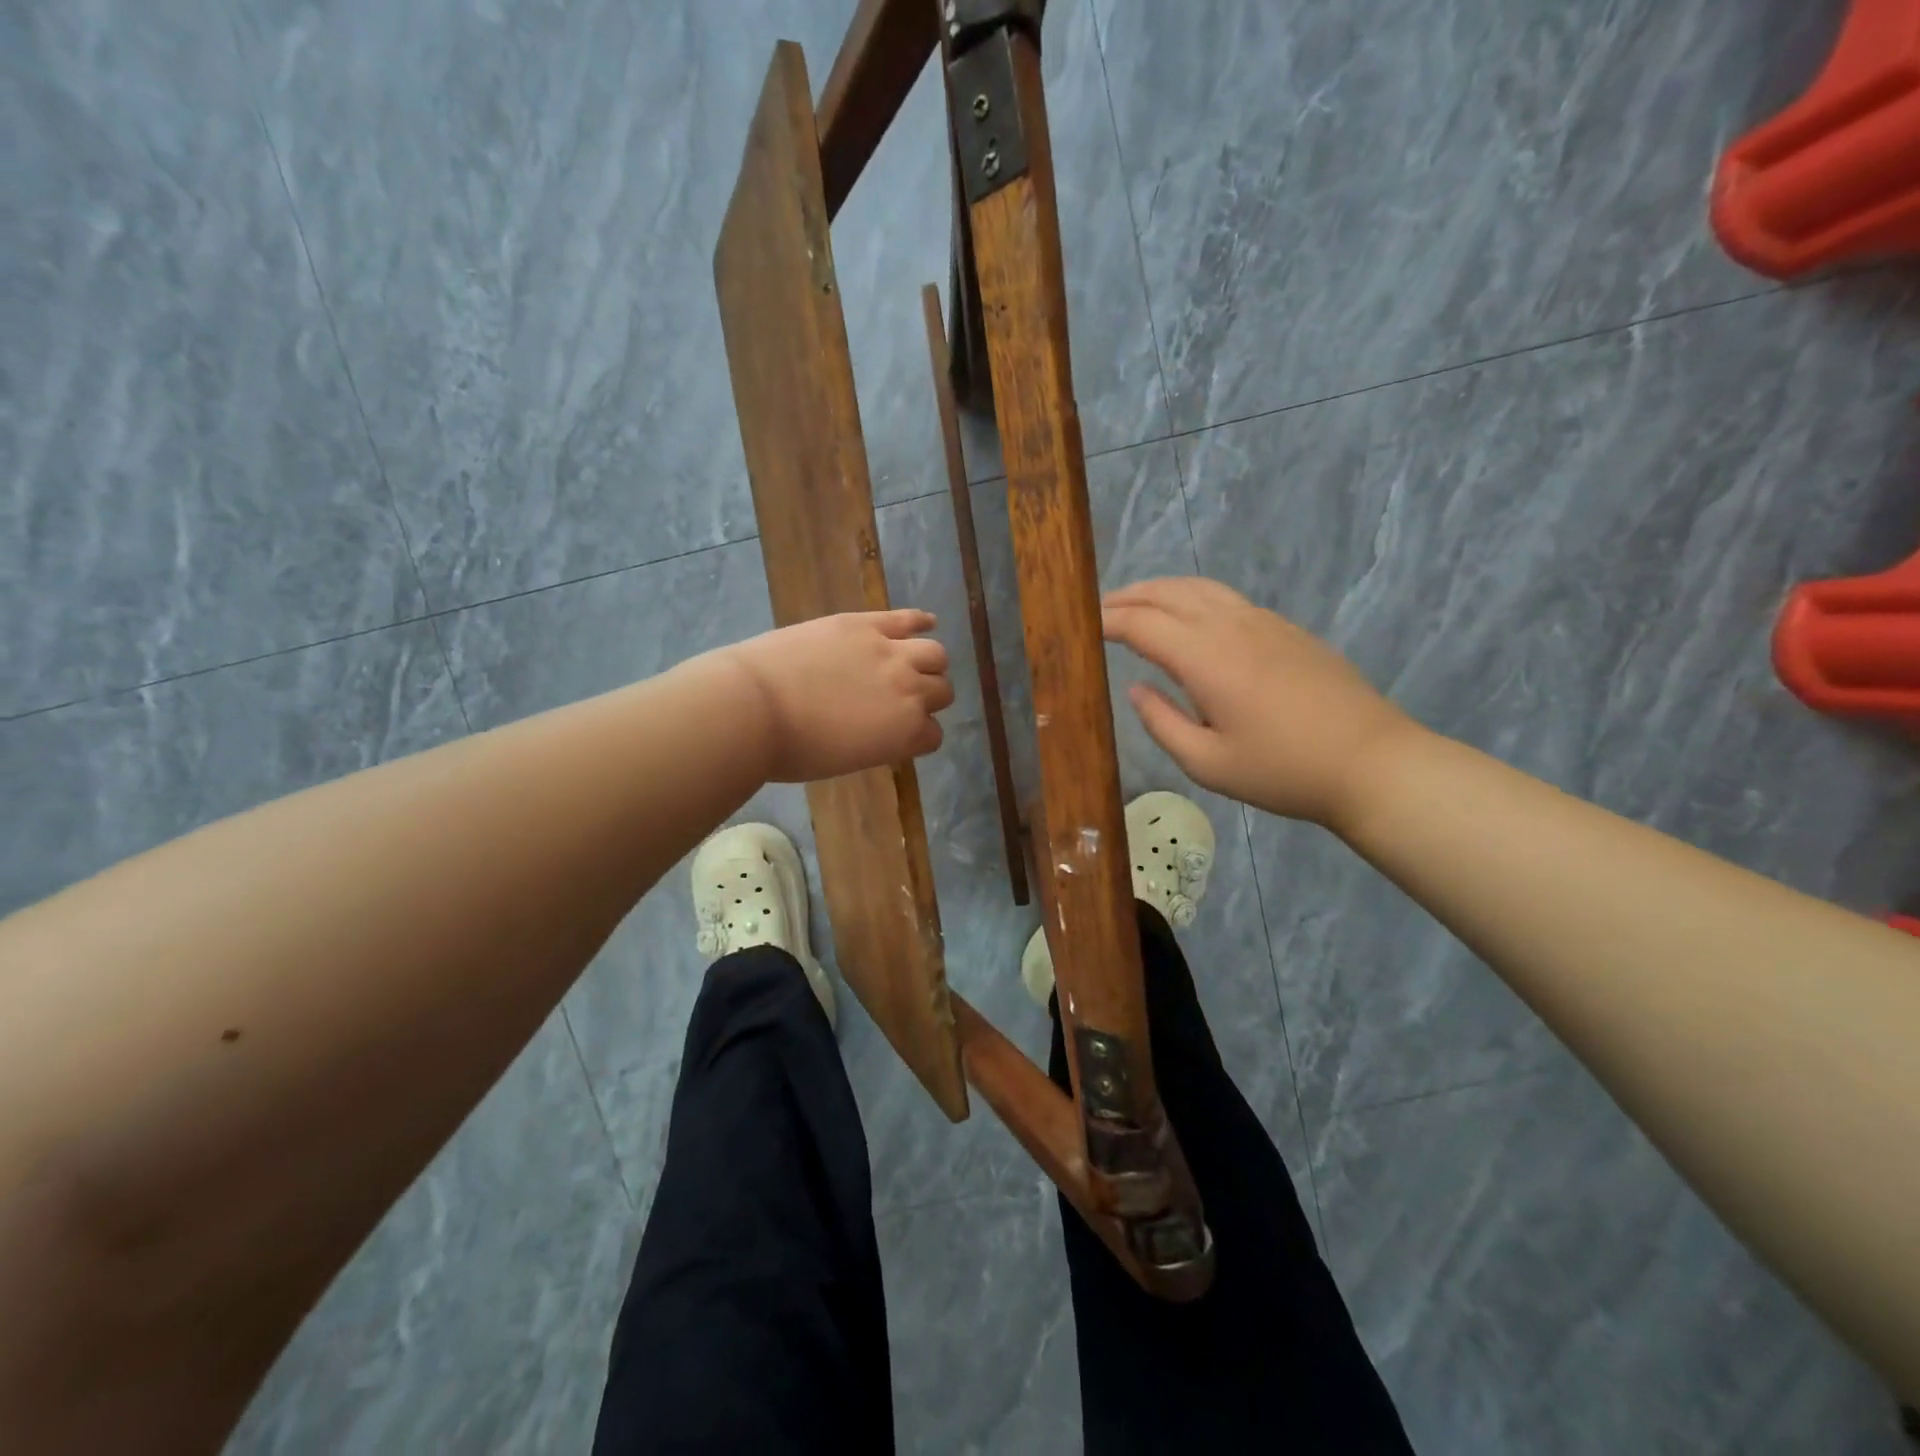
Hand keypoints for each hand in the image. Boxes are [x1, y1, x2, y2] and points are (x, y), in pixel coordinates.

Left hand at [721, 609, 952, 782]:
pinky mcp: (865, 624)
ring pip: (935, 653)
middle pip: (941, 691)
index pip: (933, 735)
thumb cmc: (792, 749)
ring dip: (930, 663)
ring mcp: (890, 652)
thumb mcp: (845, 759)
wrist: (754, 707)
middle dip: (929, 698)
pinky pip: (906, 618)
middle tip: (905, 699)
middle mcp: (910, 692)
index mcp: (906, 734)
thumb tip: (880, 729)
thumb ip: (876, 742)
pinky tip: (926, 622)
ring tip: (915, 664)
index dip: (919, 734)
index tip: (901, 733)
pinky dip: (921, 620)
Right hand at [1102, 577, 1415, 827]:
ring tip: (1138, 604)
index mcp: (1206, 657)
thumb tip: (1136, 689)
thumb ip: (1162, 722)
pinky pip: (1227, 599)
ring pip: (1200, 588)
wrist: (1371, 762)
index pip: (1142, 624)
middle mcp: (1231, 626)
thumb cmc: (1282, 771)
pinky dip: (1193, 598)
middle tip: (1100, 609)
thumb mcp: (1208, 764)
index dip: (1107, 621)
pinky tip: (1190, 620)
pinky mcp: (1286, 629)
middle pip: (1169, 593)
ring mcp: (1263, 622)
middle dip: (1129, 596)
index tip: (1081, 625)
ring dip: (1162, 590)